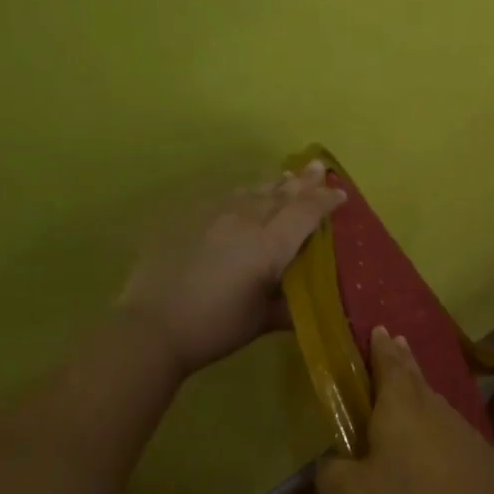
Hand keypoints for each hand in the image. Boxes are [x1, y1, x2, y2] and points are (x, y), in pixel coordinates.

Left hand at [115, 162, 345, 376]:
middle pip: (280, 194)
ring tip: (286, 175)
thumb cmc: (216, 327)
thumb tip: (310, 304)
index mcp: (269, 246)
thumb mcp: (263, 320)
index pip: (305, 213)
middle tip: (318, 167)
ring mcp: (214, 216)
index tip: (341, 195)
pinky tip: (245, 194)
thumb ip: (290, 306)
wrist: (153, 325)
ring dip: (274, 183)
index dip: (325, 201)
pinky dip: (245, 193)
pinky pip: (226, 198)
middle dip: (303, 181)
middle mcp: (245, 221)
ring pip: (252, 191)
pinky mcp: (189, 220)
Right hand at [317, 328, 493, 493]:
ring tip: (408, 395)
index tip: (378, 328)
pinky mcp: (485, 458)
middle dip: (402, 359)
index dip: (380, 347)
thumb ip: (332, 472)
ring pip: (435, 405)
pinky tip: (433, 452)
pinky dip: (437, 433)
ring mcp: (465, 432)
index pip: (389, 364)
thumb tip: (333, 460)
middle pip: (416, 377)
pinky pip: (452, 435)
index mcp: (400, 408)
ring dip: (420, 395)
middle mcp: (435, 409)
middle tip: (395, 342)